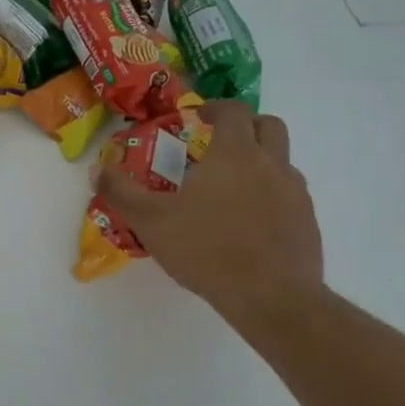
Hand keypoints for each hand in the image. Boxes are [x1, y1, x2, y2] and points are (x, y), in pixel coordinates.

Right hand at [97, 101, 323, 316]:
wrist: (271, 297)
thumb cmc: (207, 249)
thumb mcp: (151, 221)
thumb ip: (121, 193)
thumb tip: (96, 170)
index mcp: (235, 154)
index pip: (234, 111)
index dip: (217, 108)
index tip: (200, 117)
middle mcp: (271, 164)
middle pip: (270, 126)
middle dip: (248, 126)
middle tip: (223, 142)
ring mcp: (295, 194)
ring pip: (284, 162)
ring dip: (262, 163)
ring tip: (234, 188)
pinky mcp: (308, 223)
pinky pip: (291, 197)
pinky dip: (273, 197)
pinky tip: (252, 223)